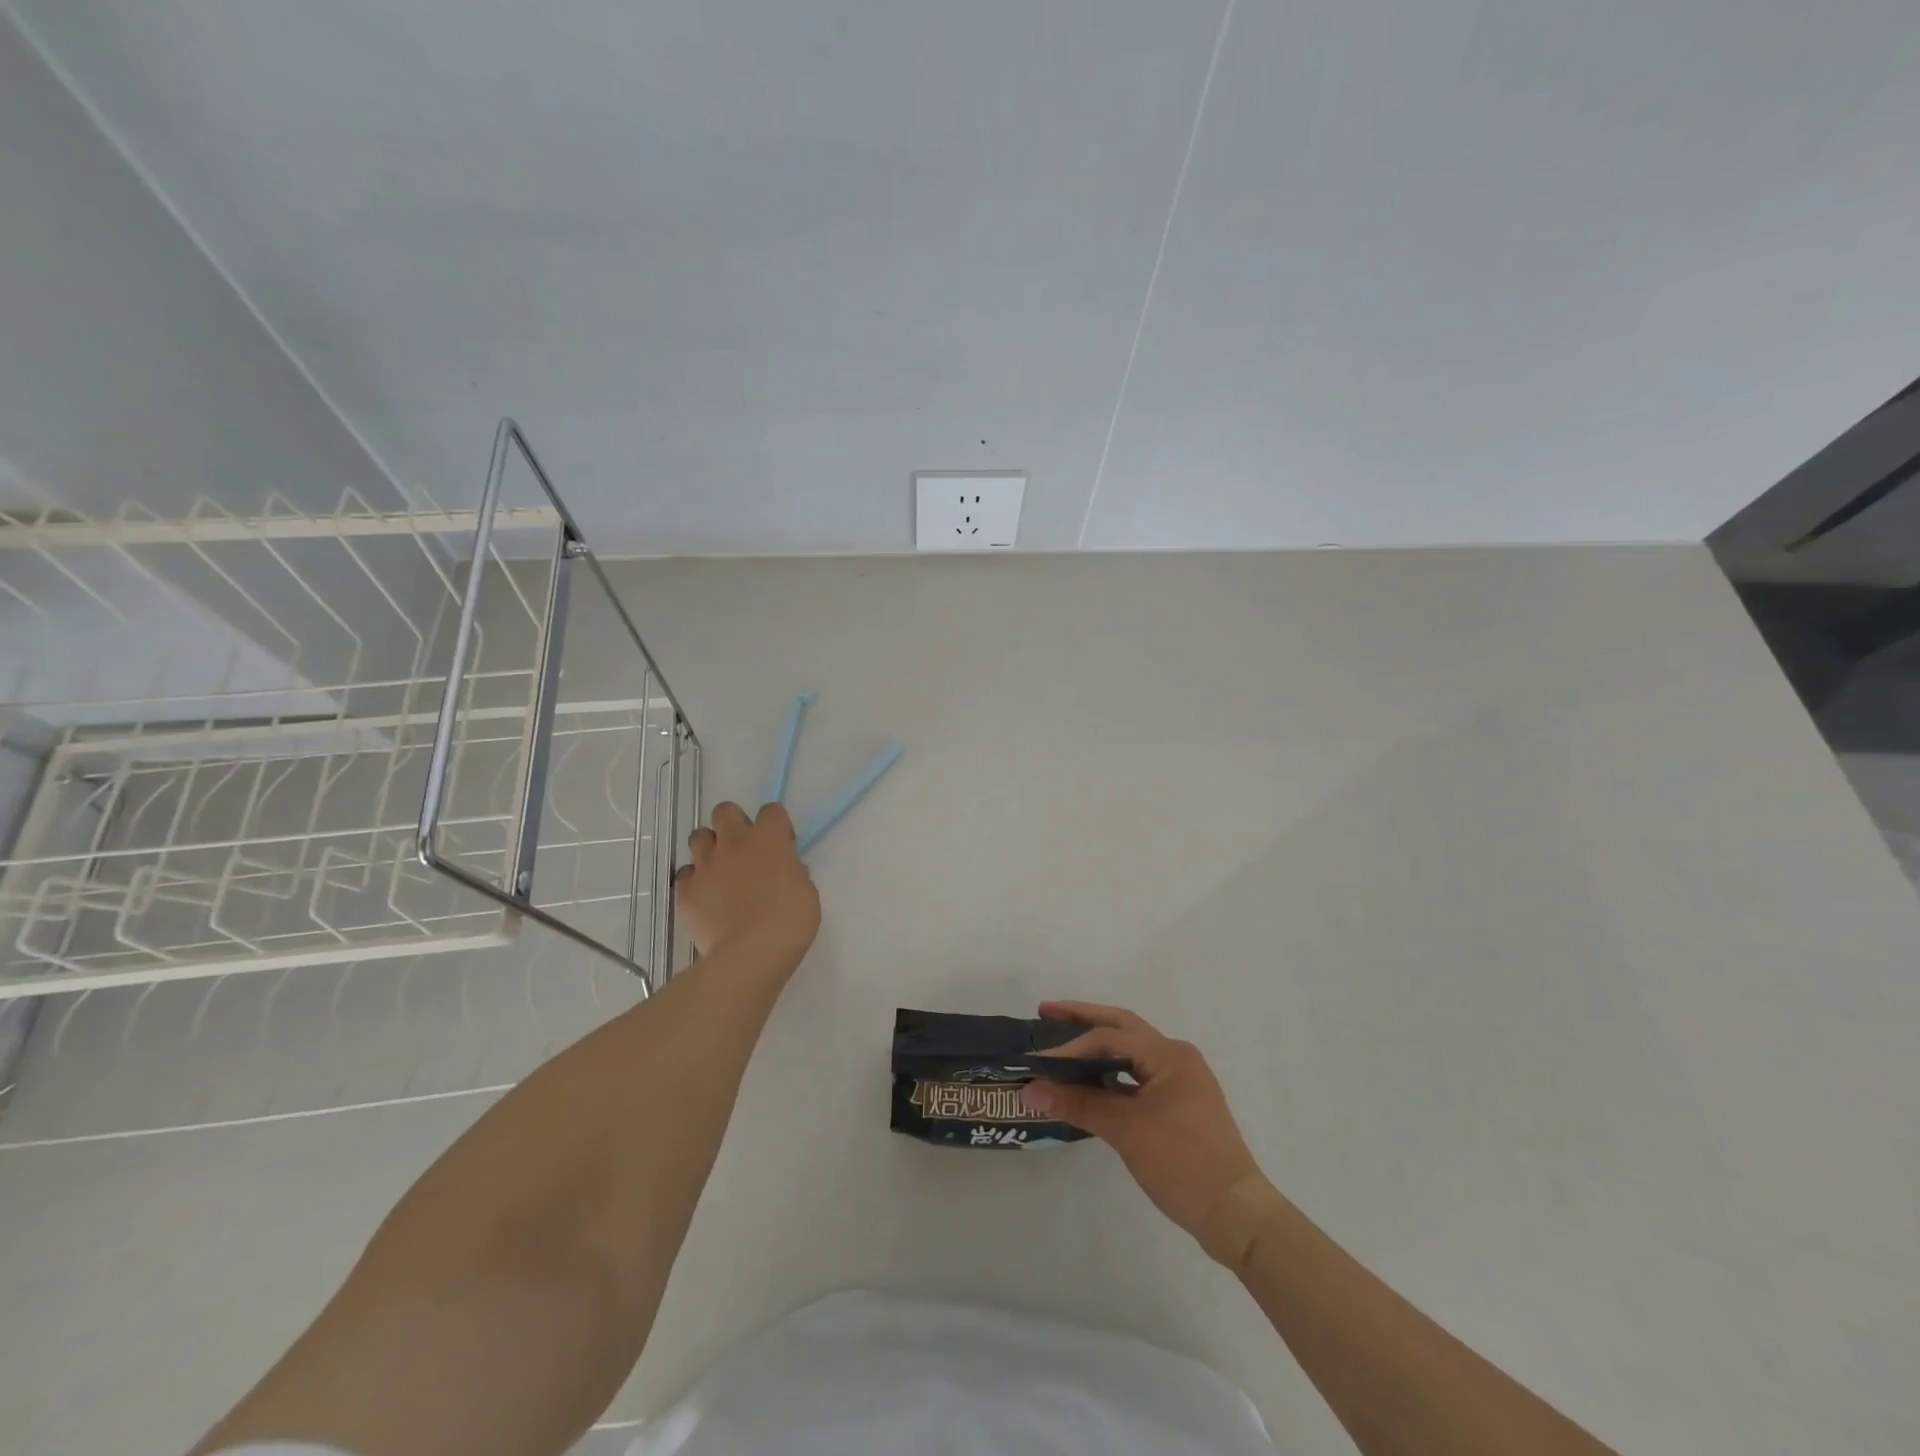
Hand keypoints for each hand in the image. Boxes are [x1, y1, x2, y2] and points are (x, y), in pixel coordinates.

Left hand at [675, 801, 820, 969]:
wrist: (751, 953)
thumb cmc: (790, 920)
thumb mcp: (806, 891)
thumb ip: (792, 871)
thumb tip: (784, 870)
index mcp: (768, 839)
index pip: (771, 810)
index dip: (776, 826)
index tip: (782, 846)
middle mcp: (734, 843)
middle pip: (725, 810)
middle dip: (734, 823)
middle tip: (745, 849)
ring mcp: (705, 866)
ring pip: (698, 837)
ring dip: (710, 848)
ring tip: (721, 870)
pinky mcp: (686, 891)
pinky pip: (685, 875)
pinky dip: (695, 881)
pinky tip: (706, 898)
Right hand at [1021, 1001, 1261, 1238]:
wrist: (1236, 1215)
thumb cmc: (1183, 1163)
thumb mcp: (1126, 1131)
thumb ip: (1078, 1104)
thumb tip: (1031, 1091)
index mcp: (1169, 1054)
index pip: (1110, 1038)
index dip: (1071, 1047)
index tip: (1038, 1061)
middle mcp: (1177, 1057)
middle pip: (1122, 1027)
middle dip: (1084, 1019)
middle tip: (1046, 1011)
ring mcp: (1181, 1080)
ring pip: (1131, 1051)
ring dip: (1098, 1045)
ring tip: (1063, 1042)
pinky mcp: (1180, 1103)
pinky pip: (1138, 1075)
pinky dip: (1111, 1073)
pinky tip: (1089, 1082)